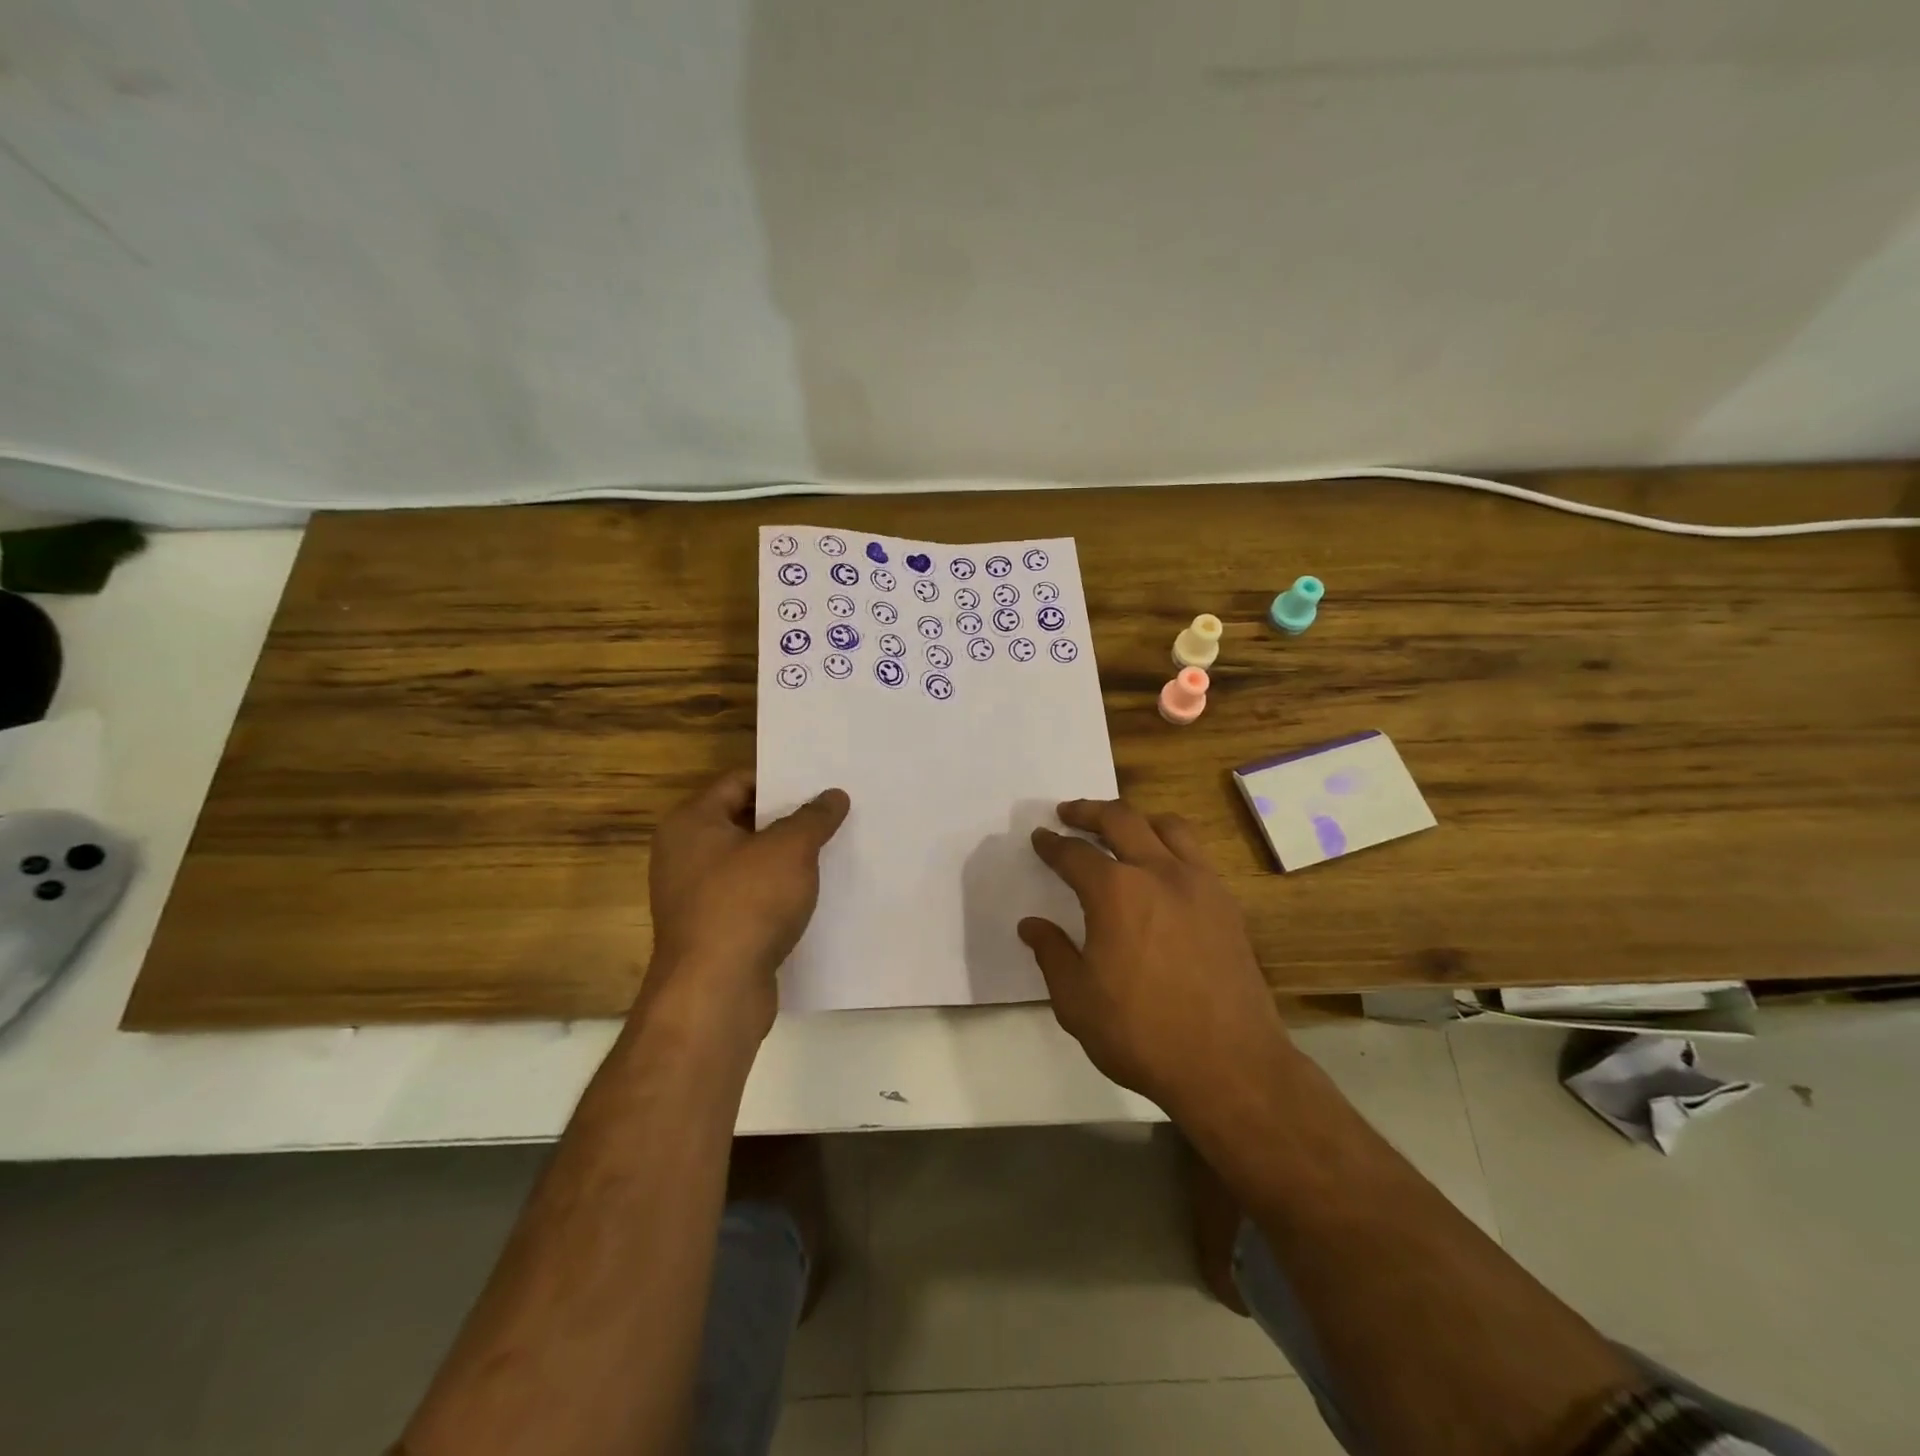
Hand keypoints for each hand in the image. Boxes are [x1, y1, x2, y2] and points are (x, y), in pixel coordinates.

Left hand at [645, 771, 849, 1035]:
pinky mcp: (712, 930)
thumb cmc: (746, 904)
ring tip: (831, 848)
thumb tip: (833, 796)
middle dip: (788, 819)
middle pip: (744, 821)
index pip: (739, 782)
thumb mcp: (790, 849)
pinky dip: (777, 892)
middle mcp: (684, 854)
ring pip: (749, 862)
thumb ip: (813, 817)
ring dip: (785, 858)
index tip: (820, 782)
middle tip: (832, 812)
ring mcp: (695, 896)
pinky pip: (749, 897)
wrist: (715, 993)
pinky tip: (813, 893)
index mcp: (690, 823)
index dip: (780, 779)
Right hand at [1019, 799, 1290, 1114]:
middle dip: (1088, 811)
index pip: (1074, 854)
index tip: (1040, 837)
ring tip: (1120, 828)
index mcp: (1115, 893)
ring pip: (1167, 826)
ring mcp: (1199, 884)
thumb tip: (1031, 925)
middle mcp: (1158, 873)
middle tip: (1068, 813)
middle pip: (1121, 819)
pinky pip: (1196, 853)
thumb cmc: (1142, 1034)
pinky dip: (1170, 845)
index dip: (1052, 844)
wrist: (1230, 1066)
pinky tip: (1162, 868)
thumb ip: (1052, 954)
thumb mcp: (1076, 1001)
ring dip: (1136, 819)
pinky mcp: (1226, 904)